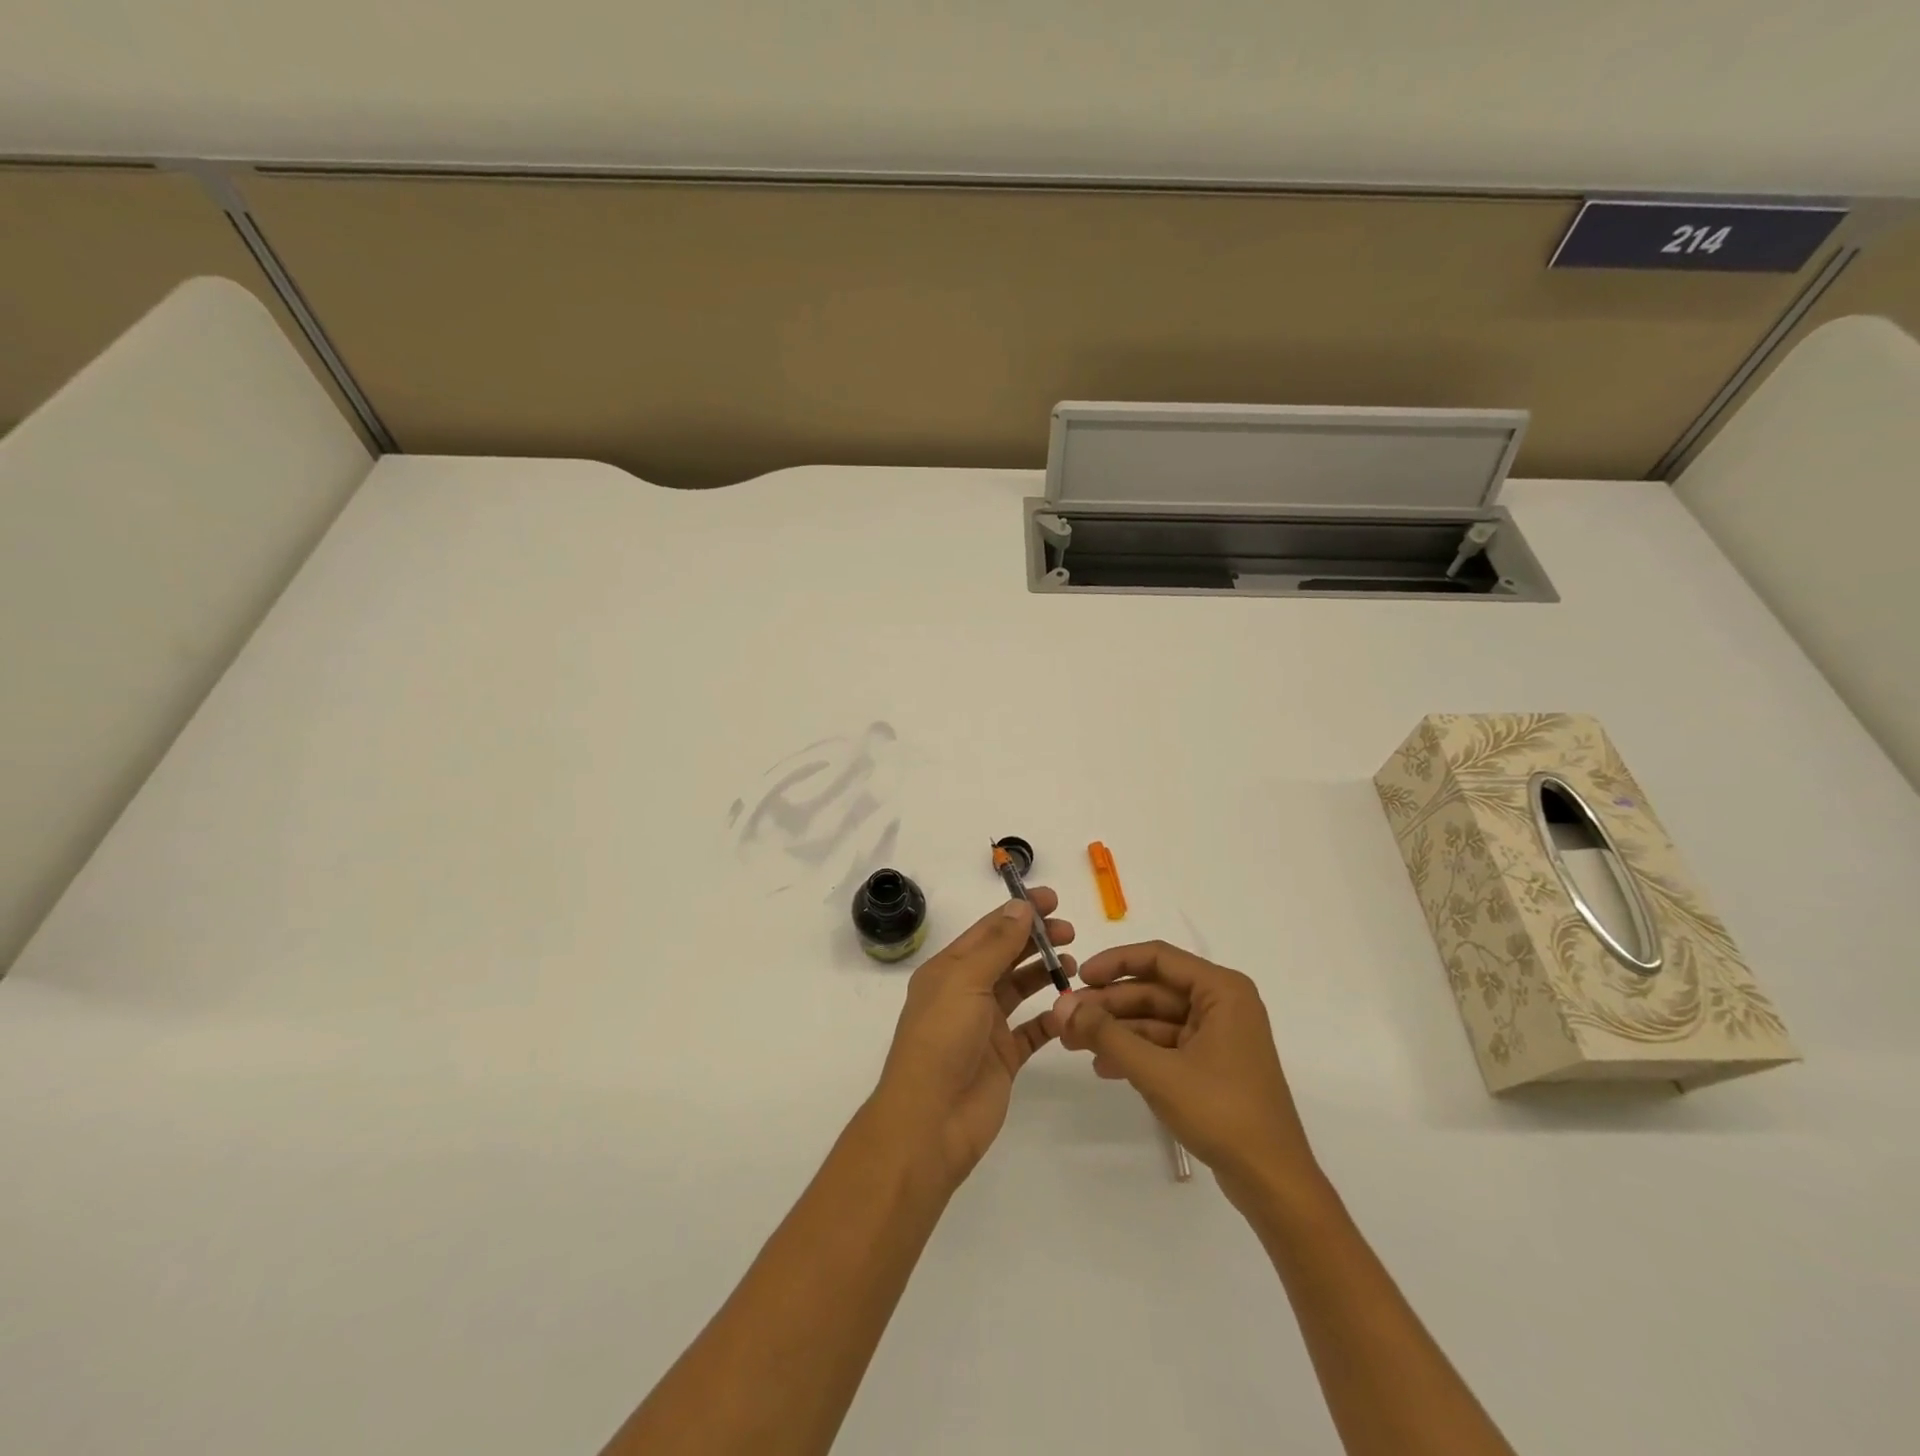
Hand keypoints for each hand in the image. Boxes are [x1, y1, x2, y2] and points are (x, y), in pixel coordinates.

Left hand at [871, 891, 1074, 1188]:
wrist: (931, 1120)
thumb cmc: (942, 1040)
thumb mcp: (966, 982)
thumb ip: (997, 945)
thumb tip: (1021, 907)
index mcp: (949, 970)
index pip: (988, 930)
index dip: (1018, 912)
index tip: (1053, 899)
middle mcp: (966, 993)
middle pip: (1006, 956)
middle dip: (1036, 939)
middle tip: (1070, 931)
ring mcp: (985, 1026)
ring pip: (1020, 989)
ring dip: (1045, 973)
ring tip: (1073, 963)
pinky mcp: (1003, 1057)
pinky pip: (1032, 1030)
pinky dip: (1052, 1018)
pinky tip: (1071, 1008)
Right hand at [1051, 941, 1321, 1207]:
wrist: (1274, 1182)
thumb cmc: (1221, 1112)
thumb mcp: (1157, 1071)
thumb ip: (1107, 1035)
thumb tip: (1062, 1006)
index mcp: (1221, 990)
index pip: (1158, 958)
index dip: (1114, 963)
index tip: (1078, 979)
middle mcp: (1222, 1003)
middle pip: (1154, 990)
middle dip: (1109, 1005)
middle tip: (1066, 1018)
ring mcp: (1218, 1035)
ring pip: (1156, 1019)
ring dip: (1117, 1030)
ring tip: (1074, 1044)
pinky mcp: (1212, 1064)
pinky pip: (1166, 1045)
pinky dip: (1135, 1052)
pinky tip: (1103, 1066)